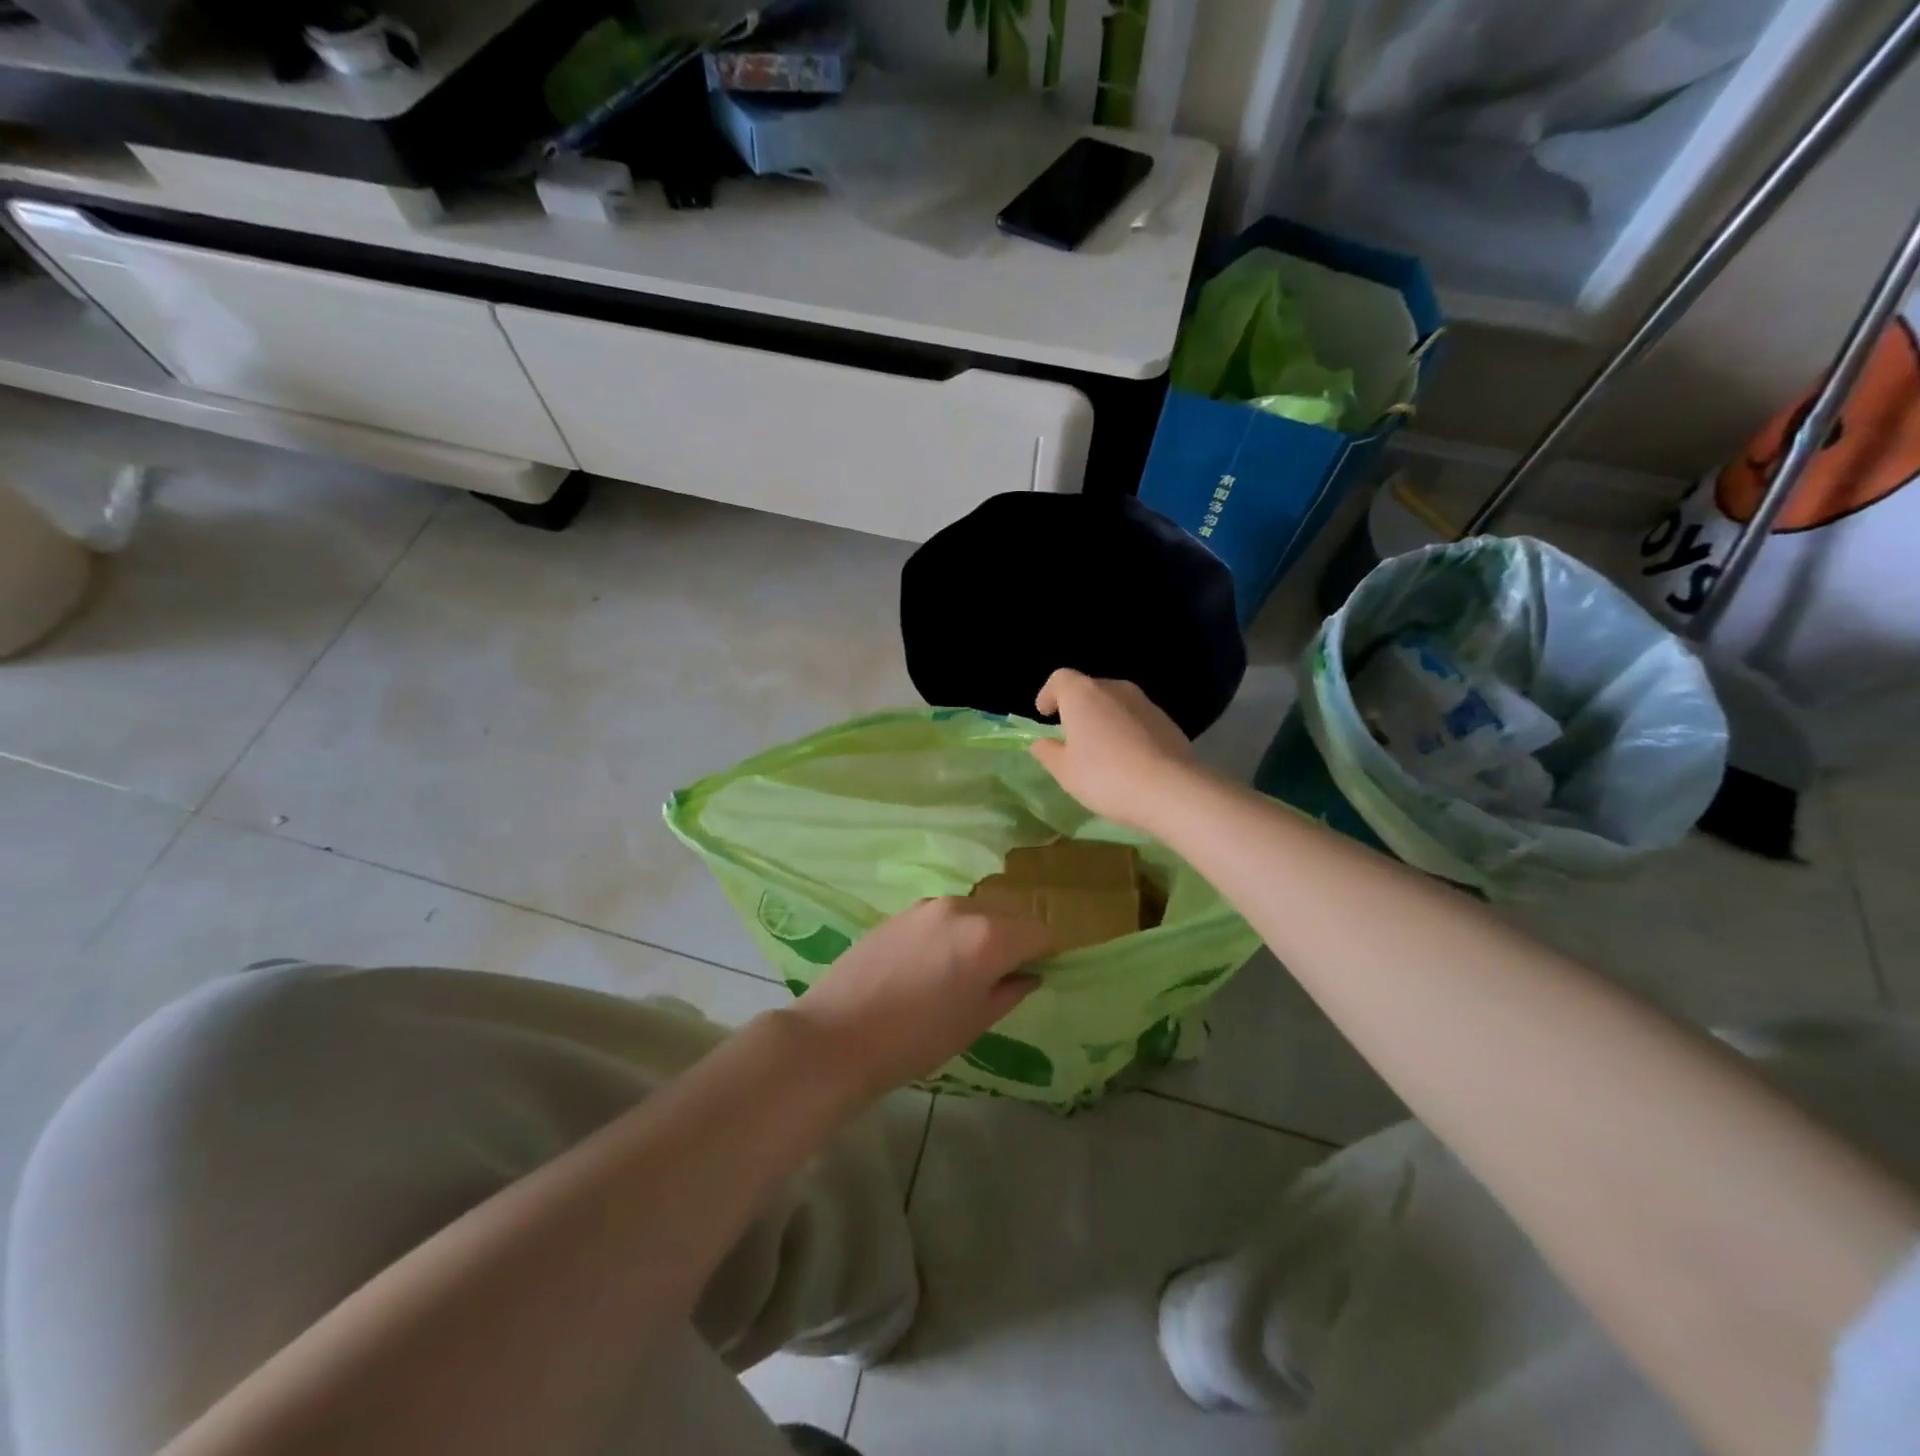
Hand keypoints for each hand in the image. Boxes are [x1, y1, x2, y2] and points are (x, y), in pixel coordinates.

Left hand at [789, 899, 1051, 1096]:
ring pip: (972, 913)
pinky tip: (934, 964)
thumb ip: (1009, 991)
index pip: (1038, 930)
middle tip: (1008, 973)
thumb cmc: (916, 1039)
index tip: (1047, 967)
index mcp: (988, 936)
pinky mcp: (900, 912)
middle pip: (1005, 916)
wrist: (838, 1035)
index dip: (1048, 949)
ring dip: (980, 934)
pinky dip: (951, 933)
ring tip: (967, 970)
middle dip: (1014, 939)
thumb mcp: (974, 1022)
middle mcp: (961, 908)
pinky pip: (942, 917)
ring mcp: (927, 906)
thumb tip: (1030, 975)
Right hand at [1029, 669, 1195, 830]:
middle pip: (1089, 689)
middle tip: (1071, 736)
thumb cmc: (1104, 776)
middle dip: (1077, 708)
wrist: (1170, 789)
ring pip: (1116, 704)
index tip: (1045, 714)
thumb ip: (1048, 752)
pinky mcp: (1167, 721)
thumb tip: (1041, 742)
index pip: (1060, 679)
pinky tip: (1128, 759)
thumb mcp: (1065, 771)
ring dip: (1104, 719)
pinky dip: (1127, 731)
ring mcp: (1145, 703)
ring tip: (1101, 750)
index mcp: (1083, 694)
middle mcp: (1115, 688)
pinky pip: (1137, 719)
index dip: (1049, 694)